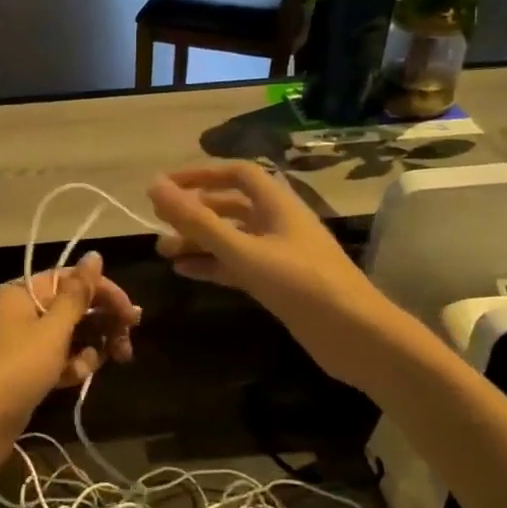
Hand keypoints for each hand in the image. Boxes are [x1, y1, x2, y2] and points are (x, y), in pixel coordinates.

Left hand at [0, 252, 137, 479]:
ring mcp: (22, 343)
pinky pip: (57, 359)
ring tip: (94, 366)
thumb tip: (94, 255)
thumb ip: (78, 294)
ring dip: (88, 348)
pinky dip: (70, 366)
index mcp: (23, 293)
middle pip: (72, 307)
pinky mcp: (25, 371)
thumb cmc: (15, 370)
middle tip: (126, 345)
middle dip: (101, 323)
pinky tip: (76, 379)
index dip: (104, 292)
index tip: (132, 315)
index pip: (71, 280)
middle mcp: (21, 312)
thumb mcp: (52, 330)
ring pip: (69, 336)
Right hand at [147, 163, 400, 389]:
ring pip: (232, 238)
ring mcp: (279, 253)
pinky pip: (238, 265)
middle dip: (194, 213)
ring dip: (199, 242)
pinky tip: (186, 272)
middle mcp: (278, 222)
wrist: (352, 334)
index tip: (164, 187)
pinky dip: (213, 265)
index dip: (199, 175)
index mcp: (277, 202)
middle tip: (157, 225)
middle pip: (230, 207)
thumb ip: (197, 220)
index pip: (235, 174)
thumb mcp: (242, 250)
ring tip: (164, 252)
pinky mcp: (279, 282)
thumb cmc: (298, 282)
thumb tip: (154, 186)